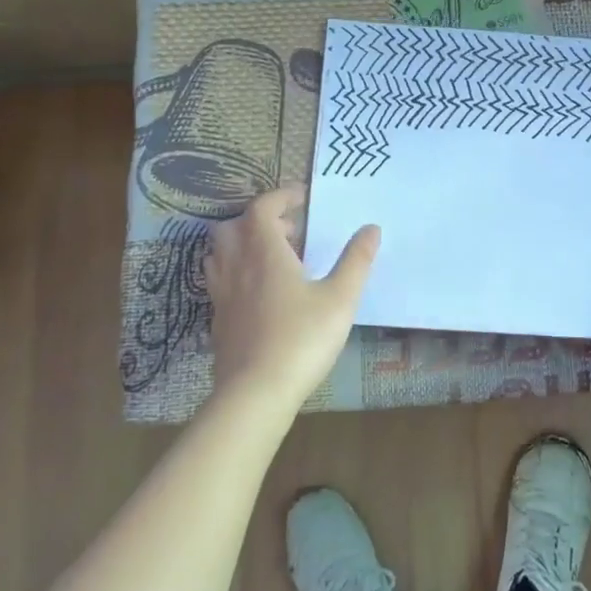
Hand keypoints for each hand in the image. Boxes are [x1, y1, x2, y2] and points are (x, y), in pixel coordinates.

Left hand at [204, 186, 379, 416]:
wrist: (255, 394)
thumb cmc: (301, 338)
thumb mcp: (340, 298)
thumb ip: (356, 261)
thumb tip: (371, 228)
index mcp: (264, 251)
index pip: (262, 207)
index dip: (281, 197)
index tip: (303, 198)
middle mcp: (236, 266)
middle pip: (233, 226)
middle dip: (260, 220)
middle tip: (291, 232)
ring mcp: (222, 294)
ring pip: (220, 254)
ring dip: (244, 245)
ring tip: (274, 259)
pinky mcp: (218, 320)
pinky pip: (220, 282)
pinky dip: (237, 274)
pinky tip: (261, 295)